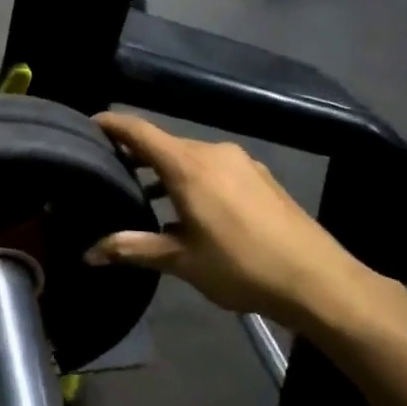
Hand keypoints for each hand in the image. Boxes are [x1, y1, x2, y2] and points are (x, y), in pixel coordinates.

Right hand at [85, 114, 391, 330]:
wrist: (319, 281)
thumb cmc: (241, 266)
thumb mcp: (181, 260)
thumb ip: (133, 248)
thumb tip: (88, 254)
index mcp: (188, 165)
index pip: (138, 131)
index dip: (111, 124)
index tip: (87, 125)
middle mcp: (213, 152)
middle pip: (163, 143)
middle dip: (134, 154)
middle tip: (108, 170)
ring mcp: (241, 162)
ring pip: (190, 156)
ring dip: (164, 170)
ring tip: (144, 194)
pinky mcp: (260, 177)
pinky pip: (214, 167)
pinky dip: (192, 178)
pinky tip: (190, 208)